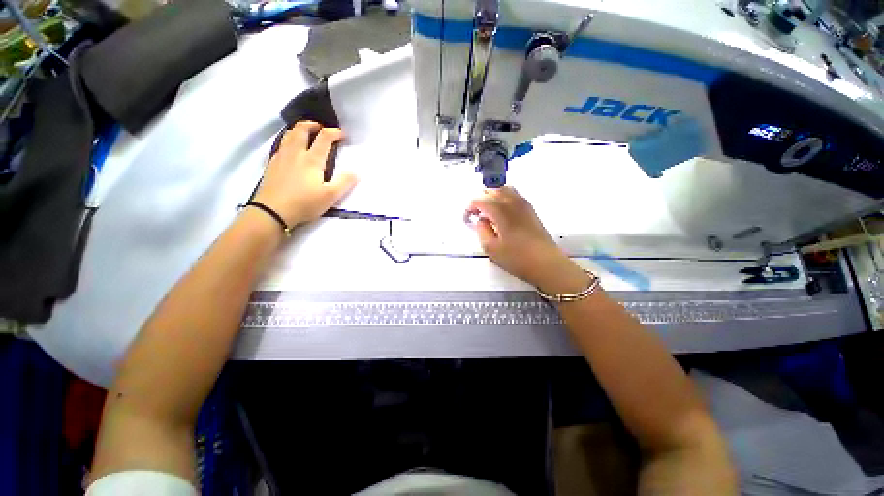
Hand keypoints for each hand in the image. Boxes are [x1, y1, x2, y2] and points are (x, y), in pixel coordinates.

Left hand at [253, 121, 356, 226]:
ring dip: (299, 130)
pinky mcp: (272, 164)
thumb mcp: (330, 196)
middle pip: (301, 129)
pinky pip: (281, 145)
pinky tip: (292, 150)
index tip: (342, 134)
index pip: (324, 138)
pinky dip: (289, 140)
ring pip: (288, 134)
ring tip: (306, 134)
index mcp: (312, 159)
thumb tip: (356, 172)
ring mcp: (281, 157)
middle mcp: (296, 153)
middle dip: (312, 125)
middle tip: (321, 128)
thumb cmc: (305, 203)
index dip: (334, 133)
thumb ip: (344, 182)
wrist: (272, 211)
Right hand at [467, 187, 588, 294]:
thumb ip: (481, 230)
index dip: (469, 207)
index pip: (479, 200)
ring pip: (504, 189)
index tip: (466, 219)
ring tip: (487, 212)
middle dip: (480, 199)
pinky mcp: (530, 210)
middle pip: (492, 190)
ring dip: (492, 197)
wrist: (546, 263)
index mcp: (500, 210)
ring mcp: (523, 204)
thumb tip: (481, 220)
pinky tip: (501, 213)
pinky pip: (513, 195)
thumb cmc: (517, 258)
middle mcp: (512, 202)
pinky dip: (503, 198)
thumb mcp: (491, 248)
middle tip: (475, 215)